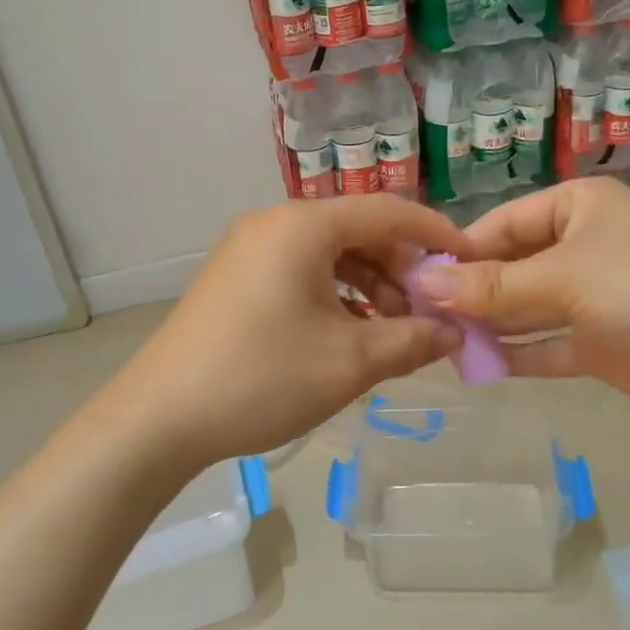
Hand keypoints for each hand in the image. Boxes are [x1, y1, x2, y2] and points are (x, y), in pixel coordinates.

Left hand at [98, 195, 467, 467]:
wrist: (160, 417)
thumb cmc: (262, 378)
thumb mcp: (350, 362)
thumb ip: (412, 339)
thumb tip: (452, 331)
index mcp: (303, 225)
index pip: (387, 211)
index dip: (435, 235)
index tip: (470, 261)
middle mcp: (274, 222)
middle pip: (357, 231)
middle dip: (400, 270)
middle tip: (428, 313)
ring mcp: (249, 248)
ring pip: (328, 254)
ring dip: (368, 286)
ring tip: (391, 332)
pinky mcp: (236, 276)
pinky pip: (300, 271)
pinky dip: (334, 295)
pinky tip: (349, 333)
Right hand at [413, 177, 629, 432]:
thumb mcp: (565, 277)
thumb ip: (494, 286)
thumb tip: (424, 286)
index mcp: (576, 207)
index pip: (502, 224)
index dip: (460, 251)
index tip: (415, 279)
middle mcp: (579, 246)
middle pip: (510, 266)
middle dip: (470, 291)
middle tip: (420, 316)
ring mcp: (589, 297)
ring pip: (524, 307)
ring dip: (487, 324)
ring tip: (438, 341)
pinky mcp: (598, 343)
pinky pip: (544, 344)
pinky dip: (514, 353)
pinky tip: (476, 365)